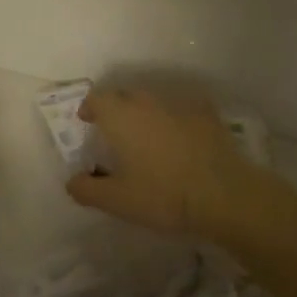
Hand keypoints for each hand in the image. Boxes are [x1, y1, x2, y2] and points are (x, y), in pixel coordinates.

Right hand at [64, 89, 278, 239]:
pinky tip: (180, 138)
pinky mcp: (207, 114)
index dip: (90, 108)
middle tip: (115, 133)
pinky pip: (183, 109)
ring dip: (145, 114)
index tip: (87, 121)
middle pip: (125, 95)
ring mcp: (180, 104)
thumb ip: (87, 189)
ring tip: (147, 137)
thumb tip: (72, 181)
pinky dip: (175, 119)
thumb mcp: (117, 201)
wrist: (225, 194)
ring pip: (154, 101)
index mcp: (121, 116)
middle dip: (116, 109)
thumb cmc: (163, 195)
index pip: (97, 98)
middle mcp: (148, 102)